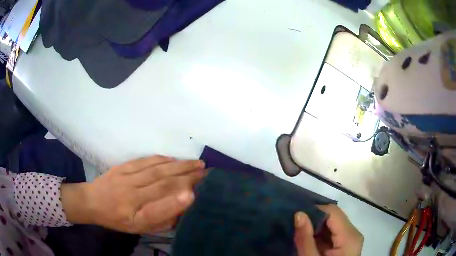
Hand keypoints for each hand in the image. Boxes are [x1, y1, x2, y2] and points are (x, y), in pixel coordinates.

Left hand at [61, 156, 205, 233]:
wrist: (92, 202)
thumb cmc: (116, 220)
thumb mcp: (138, 228)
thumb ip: (159, 220)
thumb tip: (179, 208)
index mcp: (133, 215)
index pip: (157, 209)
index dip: (175, 202)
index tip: (195, 194)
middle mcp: (129, 195)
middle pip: (161, 184)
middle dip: (186, 177)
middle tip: (206, 173)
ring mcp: (125, 178)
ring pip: (156, 170)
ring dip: (179, 166)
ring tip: (197, 164)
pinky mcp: (122, 167)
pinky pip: (144, 161)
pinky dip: (162, 159)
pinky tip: (174, 159)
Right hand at [294, 205, 362, 255]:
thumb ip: (305, 239)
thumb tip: (299, 214)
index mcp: (349, 236)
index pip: (332, 211)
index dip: (314, 210)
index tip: (295, 215)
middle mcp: (353, 233)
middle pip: (334, 216)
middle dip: (314, 219)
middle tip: (295, 224)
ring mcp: (351, 238)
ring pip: (333, 223)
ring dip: (316, 226)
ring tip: (299, 231)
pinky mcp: (346, 243)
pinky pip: (333, 232)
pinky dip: (320, 234)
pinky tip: (309, 239)